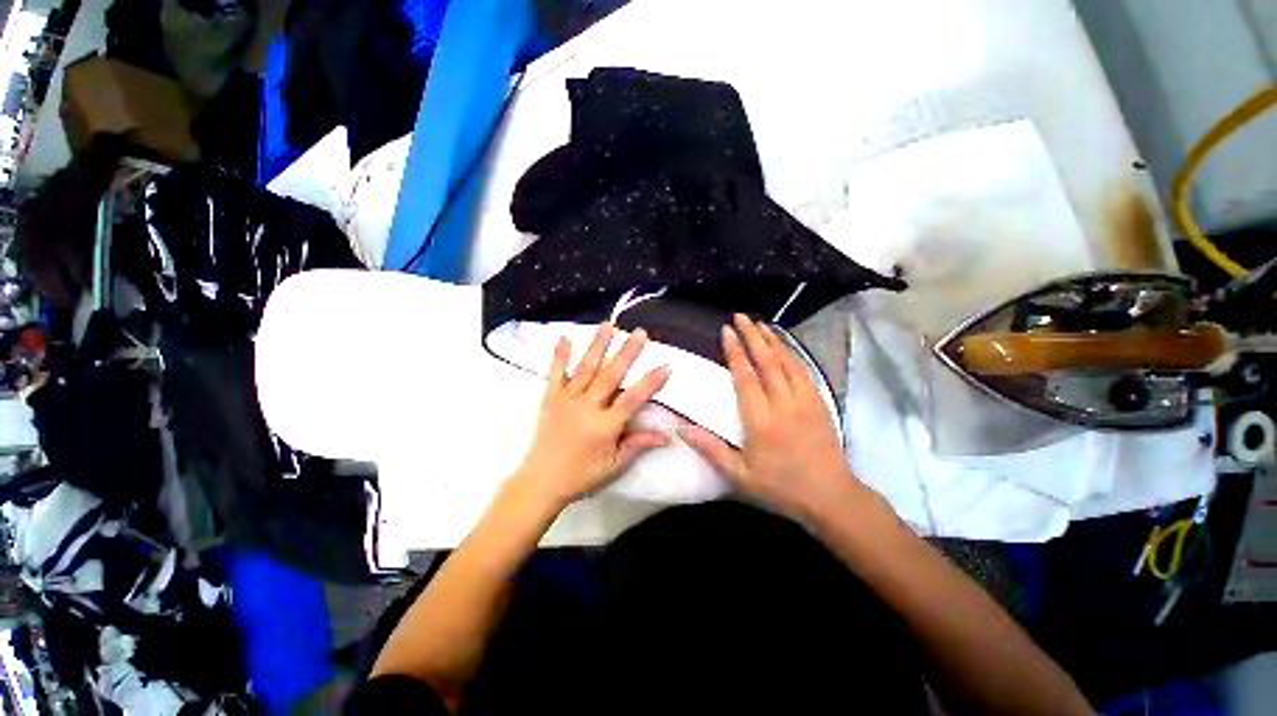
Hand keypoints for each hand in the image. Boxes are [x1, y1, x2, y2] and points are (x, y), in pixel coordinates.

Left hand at [513, 324, 671, 509]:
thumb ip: (638, 445)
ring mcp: (566, 400)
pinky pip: (555, 374)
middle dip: (627, 352)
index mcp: (604, 426)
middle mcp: (586, 407)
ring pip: (585, 368)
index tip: (665, 365)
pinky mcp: (550, 398)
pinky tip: (564, 337)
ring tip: (608, 325)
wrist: (541, 481)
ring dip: (598, 345)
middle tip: (640, 333)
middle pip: (610, 376)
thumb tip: (666, 435)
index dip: (650, 382)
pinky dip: (560, 355)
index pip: (632, 399)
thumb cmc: (582, 475)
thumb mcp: (614, 465)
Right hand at [680, 314, 864, 519]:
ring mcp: (805, 400)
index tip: (726, 331)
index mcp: (761, 420)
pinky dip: (790, 353)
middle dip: (752, 336)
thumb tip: (680, 428)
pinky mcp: (819, 402)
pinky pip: (802, 370)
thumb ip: (710, 449)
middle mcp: (783, 403)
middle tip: (740, 316)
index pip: (745, 376)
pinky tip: (783, 345)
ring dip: (771, 340)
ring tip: (759, 323)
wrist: (831, 497)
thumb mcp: (740, 475)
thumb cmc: (781, 487)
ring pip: (786, 361)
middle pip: (766, 361)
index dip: (735, 351)